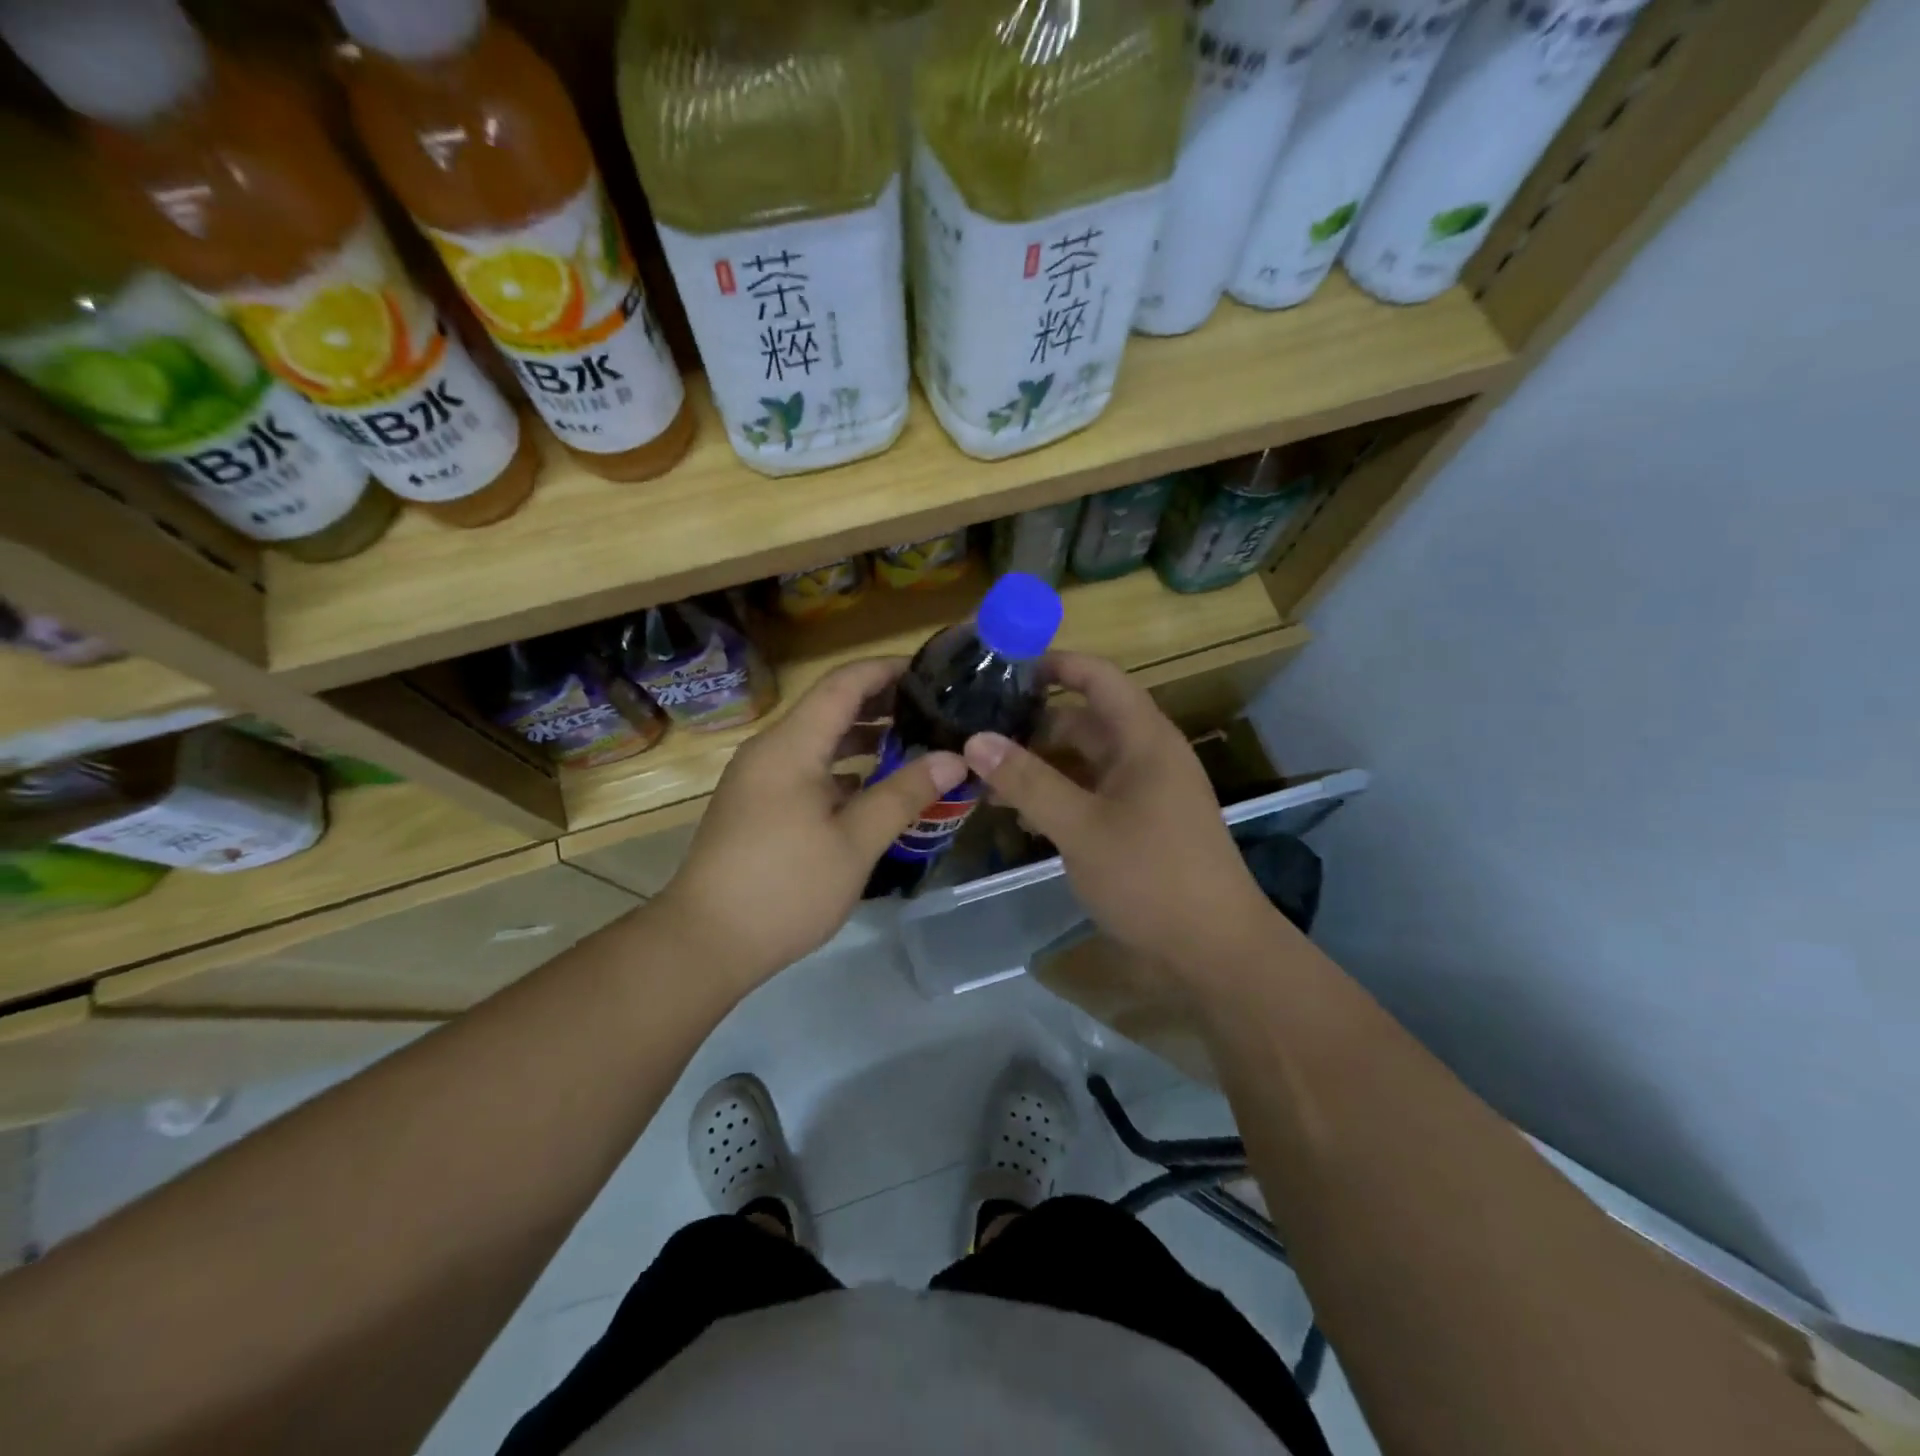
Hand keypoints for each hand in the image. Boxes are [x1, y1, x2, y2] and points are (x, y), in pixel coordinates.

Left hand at [654, 658, 966, 987]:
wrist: (705, 942)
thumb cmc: (785, 888)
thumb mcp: (855, 842)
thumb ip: (904, 794)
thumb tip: (954, 759)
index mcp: (791, 746)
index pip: (844, 683)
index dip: (887, 669)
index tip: (932, 673)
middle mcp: (770, 750)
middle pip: (830, 707)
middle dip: (881, 703)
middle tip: (933, 710)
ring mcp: (759, 778)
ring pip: (817, 740)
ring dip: (863, 737)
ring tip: (913, 744)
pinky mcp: (756, 805)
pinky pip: (805, 768)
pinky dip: (842, 768)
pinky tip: (873, 788)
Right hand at [962, 652, 1273, 977]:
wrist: (1214, 951)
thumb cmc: (1151, 877)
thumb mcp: (1081, 827)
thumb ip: (1027, 782)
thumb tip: (974, 739)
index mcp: (1143, 739)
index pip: (1097, 677)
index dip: (1053, 664)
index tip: (1000, 668)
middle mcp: (1144, 756)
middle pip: (1082, 721)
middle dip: (1031, 726)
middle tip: (974, 734)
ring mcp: (1142, 792)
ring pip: (1082, 763)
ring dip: (1038, 767)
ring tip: (982, 778)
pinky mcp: (1137, 825)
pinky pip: (1089, 795)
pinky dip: (1055, 798)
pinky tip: (1017, 815)